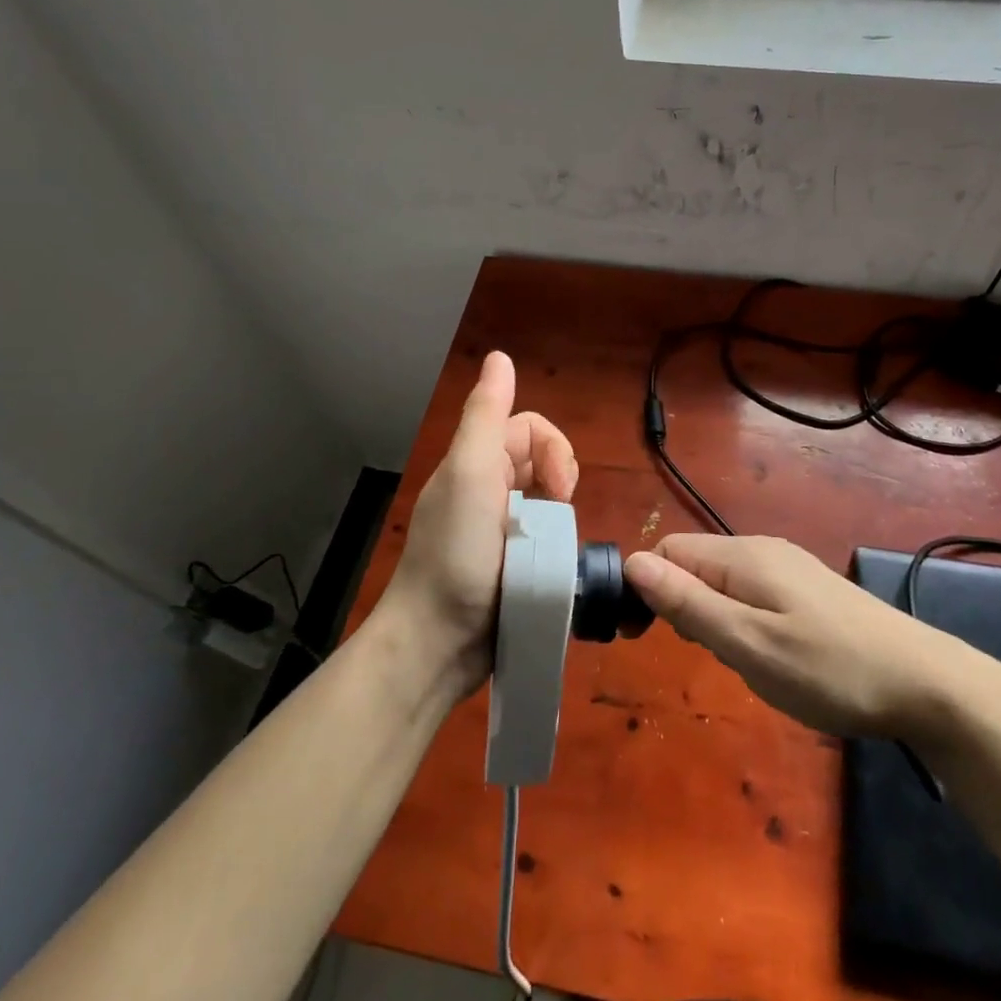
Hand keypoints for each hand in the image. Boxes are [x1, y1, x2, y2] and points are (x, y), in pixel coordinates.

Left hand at [377, 352, 577, 698]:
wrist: (438, 644)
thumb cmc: (455, 553)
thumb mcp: (470, 474)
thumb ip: (486, 414)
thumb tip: (500, 356)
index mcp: (477, 463)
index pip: (533, 429)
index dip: (556, 451)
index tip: (561, 490)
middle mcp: (488, 489)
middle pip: (545, 461)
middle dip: (562, 482)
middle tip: (560, 516)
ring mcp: (500, 529)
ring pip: (550, 501)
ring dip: (561, 518)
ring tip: (555, 548)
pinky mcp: (512, 564)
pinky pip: (548, 538)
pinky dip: (557, 546)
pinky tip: (554, 566)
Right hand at [623, 535, 973, 739]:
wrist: (924, 682)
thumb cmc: (828, 668)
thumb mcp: (748, 644)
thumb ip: (688, 604)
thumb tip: (632, 563)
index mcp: (743, 557)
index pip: (669, 551)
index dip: (647, 588)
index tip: (644, 638)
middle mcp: (763, 551)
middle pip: (695, 563)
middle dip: (681, 605)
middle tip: (704, 656)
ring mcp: (790, 569)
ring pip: (723, 582)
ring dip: (712, 617)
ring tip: (738, 662)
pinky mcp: (809, 591)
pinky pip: (752, 594)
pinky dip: (741, 620)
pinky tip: (767, 655)